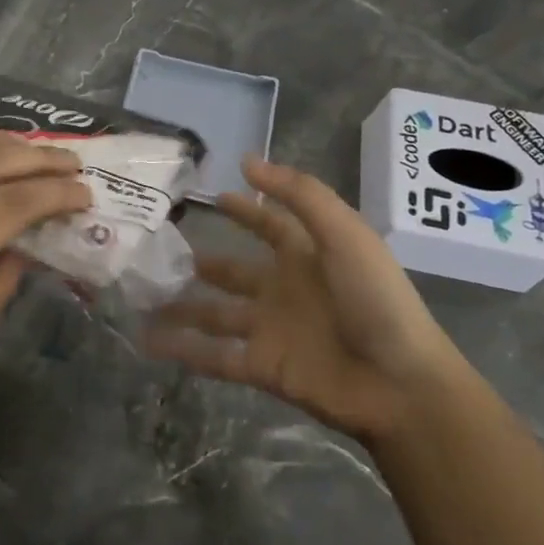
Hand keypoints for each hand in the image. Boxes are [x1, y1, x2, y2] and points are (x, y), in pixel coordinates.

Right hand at [147, 156, 467, 445]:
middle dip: (204, 262)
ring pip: (216, 315)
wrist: (400, 384)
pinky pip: (215, 356)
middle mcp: (284, 290)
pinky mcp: (263, 367)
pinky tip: (149, 341)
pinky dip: (184, 350)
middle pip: (235, 273)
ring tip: (144, 298)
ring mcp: (271, 330)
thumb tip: (247, 161)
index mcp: (307, 257)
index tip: (212, 195)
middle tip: (162, 252)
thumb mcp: (344, 234)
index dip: (245, 210)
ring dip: (183, 308)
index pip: (270, 225)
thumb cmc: (375, 300)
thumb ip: (299, 195)